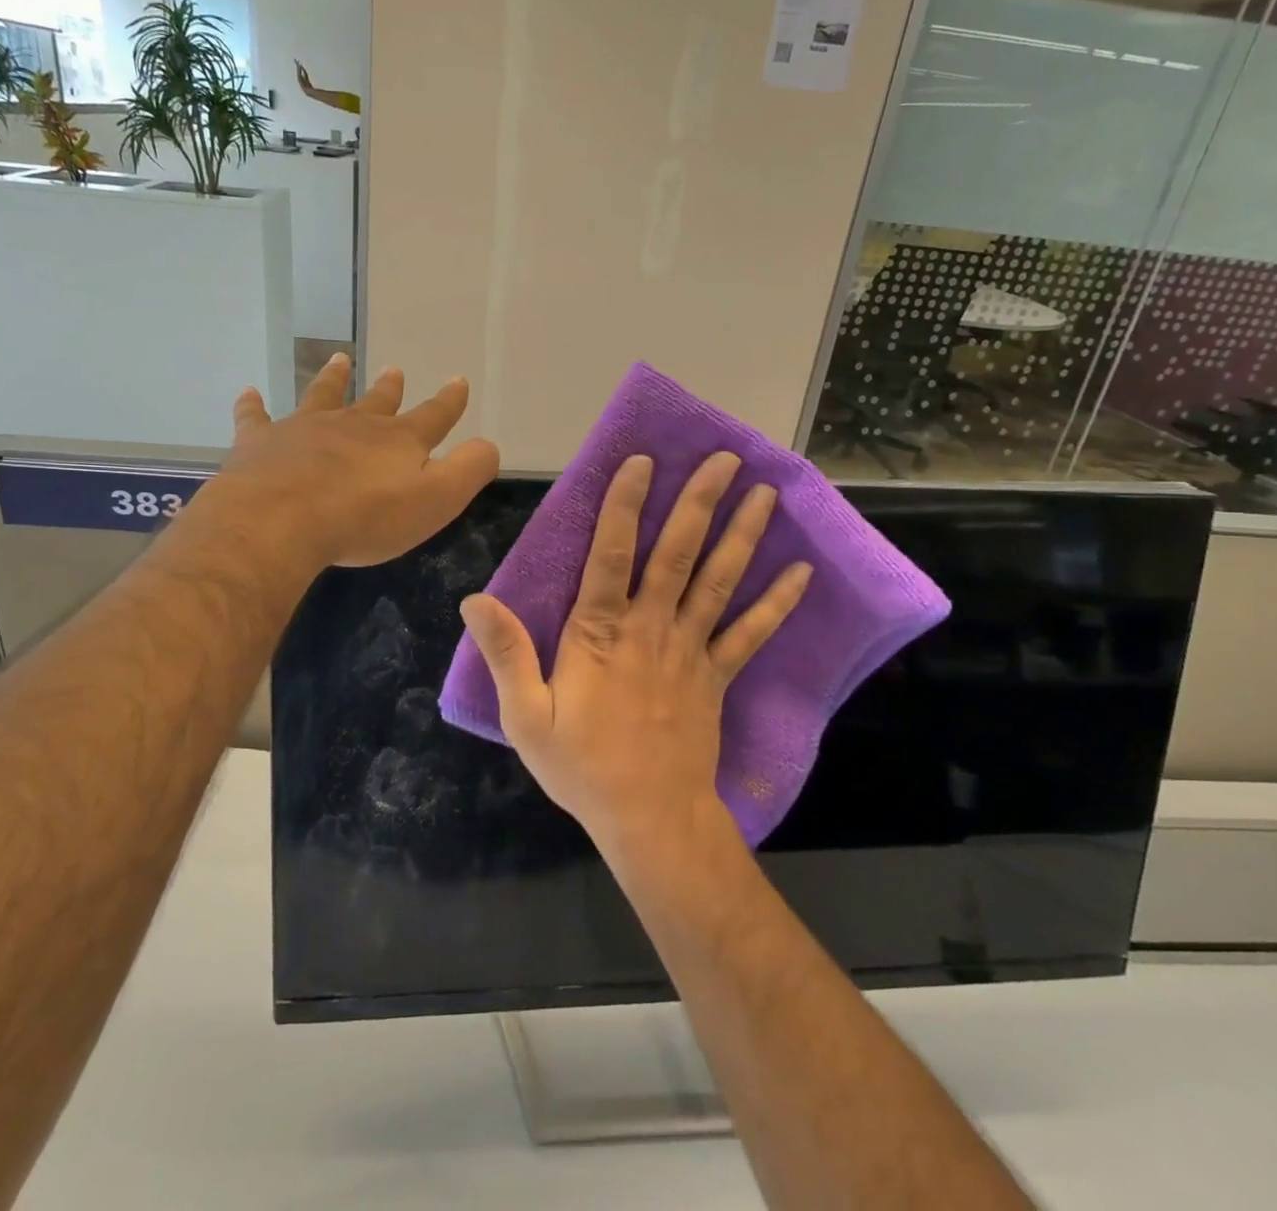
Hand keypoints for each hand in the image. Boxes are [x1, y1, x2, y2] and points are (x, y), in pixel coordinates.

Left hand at [212, 353, 499, 569]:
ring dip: (333, 379)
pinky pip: (256, 417)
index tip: (458, 381)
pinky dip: (253, 405)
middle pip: (377, 401)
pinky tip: (249, 392)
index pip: (433, 416)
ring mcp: (305, 428)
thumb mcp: (436, 500)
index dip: (449, 401)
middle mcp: (354, 425)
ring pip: (323, 395)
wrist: (282, 519)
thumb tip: (489, 445)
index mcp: (398, 440)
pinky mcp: (261, 442)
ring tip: (340, 360)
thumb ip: (469, 470)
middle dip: (390, 388)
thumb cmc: (366, 516)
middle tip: (394, 370)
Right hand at [459, 452, 811, 851]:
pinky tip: (802, 573)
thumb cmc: (582, 766)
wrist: (649, 819)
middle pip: (677, 553)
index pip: (612, 552)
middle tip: (724, 457)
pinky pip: (751, 633)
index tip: (643, 461)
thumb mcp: (526, 715)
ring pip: (719, 581)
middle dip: (699, 501)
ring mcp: (690, 649)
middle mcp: (650, 627)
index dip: (626, 503)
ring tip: (764, 493)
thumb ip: (506, 653)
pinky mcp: (717, 676)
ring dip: (742, 534)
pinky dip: (777, 603)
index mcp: (600, 631)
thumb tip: (474, 599)